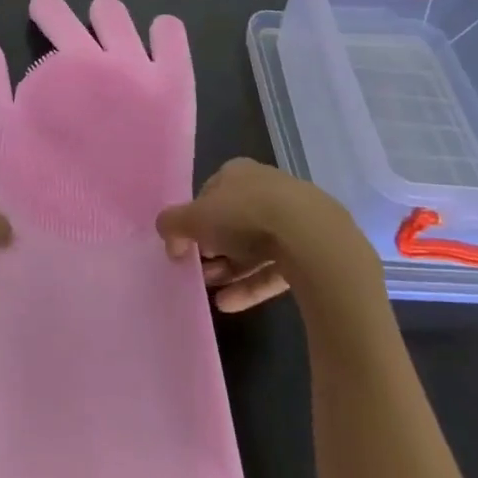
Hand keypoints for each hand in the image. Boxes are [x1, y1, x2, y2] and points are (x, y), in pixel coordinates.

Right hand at [158, 158, 383, 316]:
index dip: (195, 218)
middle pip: (233, 221)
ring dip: (230, 269)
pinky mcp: (310, 250)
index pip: (210, 192)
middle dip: (213, 248)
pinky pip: (274, 269)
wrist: (311, 238)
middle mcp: (266, 189)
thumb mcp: (194, 218)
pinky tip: (231, 305)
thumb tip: (167, 236)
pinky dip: (251, 286)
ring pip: (254, 246)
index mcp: (238, 172)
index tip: (186, 242)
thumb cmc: (244, 215)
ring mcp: (292, 220)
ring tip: (213, 291)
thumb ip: (172, 224)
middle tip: (199, 270)